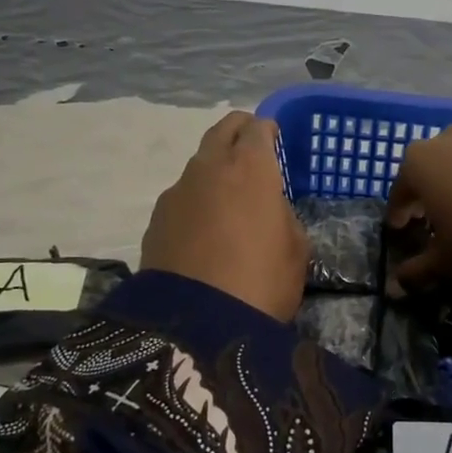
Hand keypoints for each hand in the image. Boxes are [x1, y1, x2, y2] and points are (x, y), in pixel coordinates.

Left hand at [141, 111, 308, 321]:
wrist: (196, 324)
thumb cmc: (261, 281)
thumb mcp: (296, 248)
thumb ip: (283, 215)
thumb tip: (268, 208)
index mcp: (250, 167)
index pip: (257, 128)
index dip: (267, 130)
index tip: (274, 139)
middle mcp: (209, 168)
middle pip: (222, 130)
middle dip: (238, 132)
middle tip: (250, 150)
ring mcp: (177, 192)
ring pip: (198, 164)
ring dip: (214, 170)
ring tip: (226, 198)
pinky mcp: (155, 219)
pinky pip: (181, 197)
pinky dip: (195, 202)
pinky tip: (203, 229)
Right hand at [386, 127, 451, 312]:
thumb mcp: (445, 261)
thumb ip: (418, 271)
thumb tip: (396, 286)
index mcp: (418, 164)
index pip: (400, 191)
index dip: (398, 214)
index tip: (399, 230)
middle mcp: (446, 142)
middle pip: (430, 170)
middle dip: (428, 194)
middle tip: (431, 220)